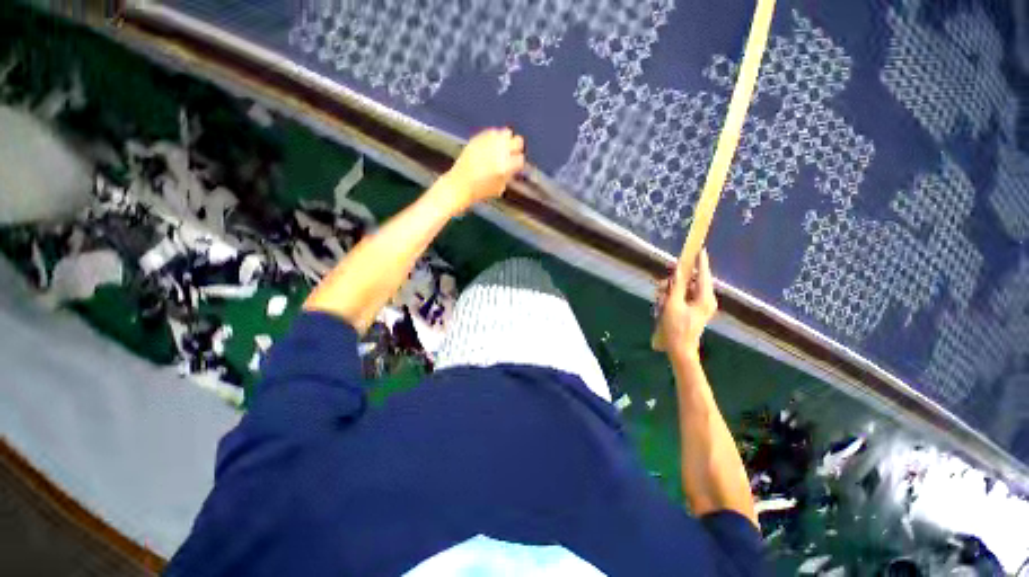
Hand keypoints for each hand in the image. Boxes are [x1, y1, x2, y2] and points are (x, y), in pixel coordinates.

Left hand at [440, 128, 524, 211]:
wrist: (461, 184)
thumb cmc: (481, 190)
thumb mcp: (500, 187)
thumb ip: (510, 174)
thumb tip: (515, 166)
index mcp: (505, 167)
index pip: (521, 159)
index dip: (519, 163)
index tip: (516, 166)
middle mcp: (499, 152)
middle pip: (518, 141)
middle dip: (516, 148)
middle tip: (512, 153)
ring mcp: (488, 143)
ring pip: (507, 133)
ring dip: (507, 140)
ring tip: (502, 147)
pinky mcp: (479, 138)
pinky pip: (493, 132)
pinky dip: (495, 137)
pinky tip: (492, 145)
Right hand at [656, 249, 716, 360]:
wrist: (680, 349)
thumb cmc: (676, 327)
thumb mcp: (672, 304)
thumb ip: (676, 286)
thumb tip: (678, 270)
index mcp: (705, 298)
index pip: (703, 275)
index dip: (700, 262)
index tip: (700, 248)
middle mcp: (705, 300)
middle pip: (690, 282)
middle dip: (674, 282)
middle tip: (660, 287)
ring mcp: (699, 306)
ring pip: (683, 289)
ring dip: (670, 291)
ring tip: (659, 300)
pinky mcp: (693, 310)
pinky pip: (682, 297)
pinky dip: (671, 298)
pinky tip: (662, 305)